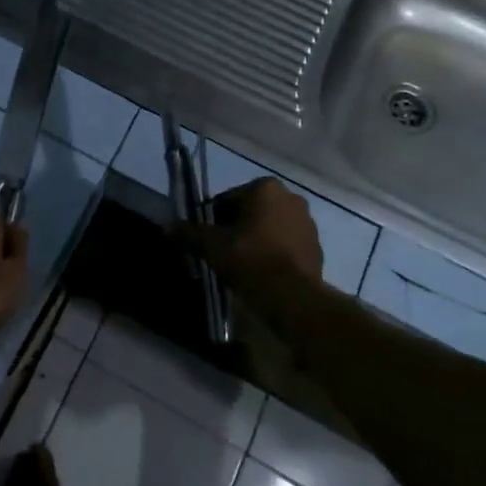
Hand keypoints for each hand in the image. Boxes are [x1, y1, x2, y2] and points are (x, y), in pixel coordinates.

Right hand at [193, 177, 321, 285]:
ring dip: (257, 239)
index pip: (228, 199)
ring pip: (270, 227)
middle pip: (251, 211)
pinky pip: (287, 244)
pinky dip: (274, 253)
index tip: (208, 240)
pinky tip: (263, 273)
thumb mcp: (212, 246)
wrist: (292, 297)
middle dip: (237, 228)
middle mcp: (291, 197)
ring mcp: (308, 222)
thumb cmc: (250, 260)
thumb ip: (190, 233)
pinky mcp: (316, 246)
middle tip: (223, 252)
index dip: (214, 220)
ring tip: (243, 265)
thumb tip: (168, 227)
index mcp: (265, 188)